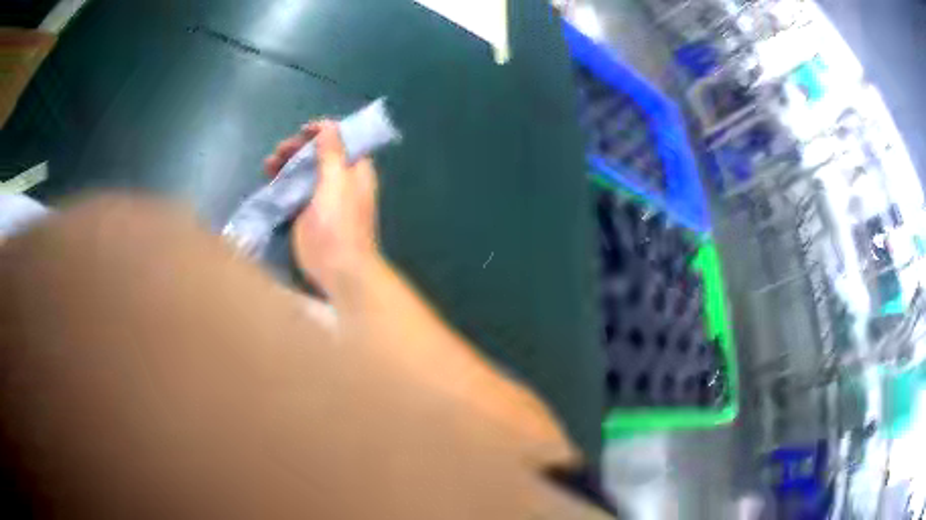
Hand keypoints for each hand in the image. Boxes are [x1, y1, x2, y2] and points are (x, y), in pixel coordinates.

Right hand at [264, 121, 379, 299]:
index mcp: (355, 170)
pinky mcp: (307, 213)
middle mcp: (340, 180)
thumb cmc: (339, 224)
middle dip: (299, 148)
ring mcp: (323, 197)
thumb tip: (329, 125)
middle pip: (319, 154)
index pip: (342, 140)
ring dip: (287, 164)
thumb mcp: (336, 182)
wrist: (338, 270)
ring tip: (268, 164)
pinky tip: (269, 179)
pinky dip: (282, 182)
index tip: (302, 131)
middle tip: (280, 151)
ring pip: (304, 171)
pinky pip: (294, 190)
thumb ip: (332, 153)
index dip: (323, 131)